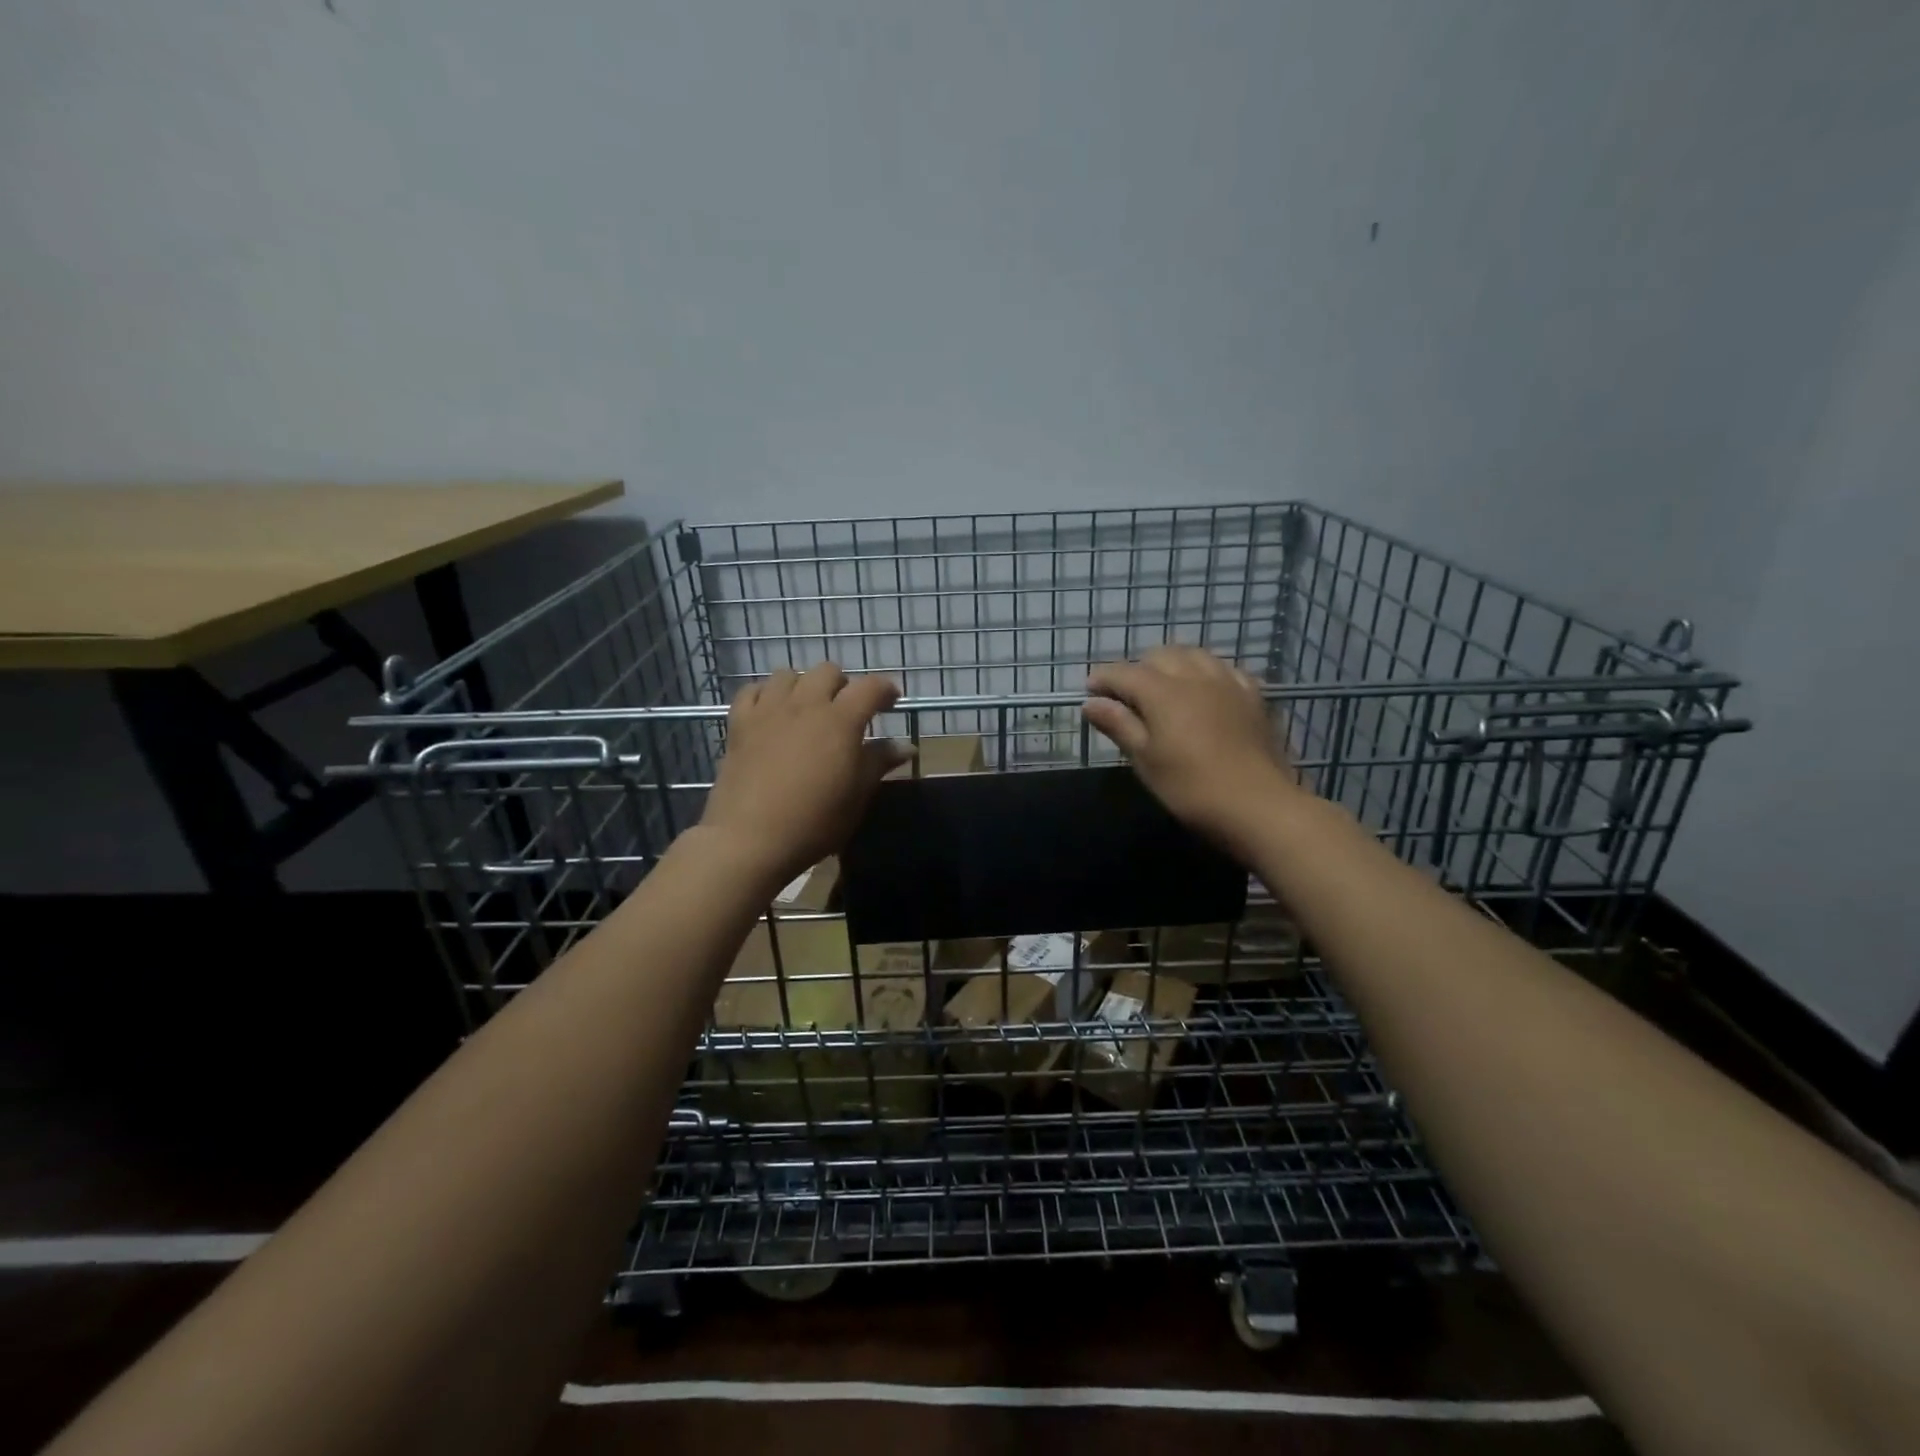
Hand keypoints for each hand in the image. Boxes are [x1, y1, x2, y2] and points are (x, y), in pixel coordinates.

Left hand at [700, 662, 907, 887]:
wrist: (750, 838)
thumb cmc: (814, 821)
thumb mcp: (857, 795)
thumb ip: (879, 762)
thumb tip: (906, 746)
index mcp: (840, 720)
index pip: (870, 688)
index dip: (885, 690)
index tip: (891, 702)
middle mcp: (805, 704)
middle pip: (828, 672)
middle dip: (843, 685)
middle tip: (846, 711)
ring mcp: (768, 710)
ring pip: (788, 674)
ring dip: (804, 685)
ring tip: (807, 709)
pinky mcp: (739, 723)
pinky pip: (752, 691)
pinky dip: (766, 694)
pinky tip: (771, 712)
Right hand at [1084, 646, 1302, 848]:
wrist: (1259, 806)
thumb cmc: (1191, 788)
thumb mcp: (1145, 760)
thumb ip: (1119, 725)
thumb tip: (1091, 703)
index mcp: (1162, 692)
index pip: (1124, 673)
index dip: (1103, 678)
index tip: (1089, 691)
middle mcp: (1195, 676)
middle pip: (1160, 656)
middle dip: (1138, 669)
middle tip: (1126, 696)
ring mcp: (1228, 683)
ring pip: (1195, 655)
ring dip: (1173, 664)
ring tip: (1164, 687)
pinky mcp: (1254, 696)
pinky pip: (1225, 670)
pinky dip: (1207, 673)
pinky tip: (1206, 691)